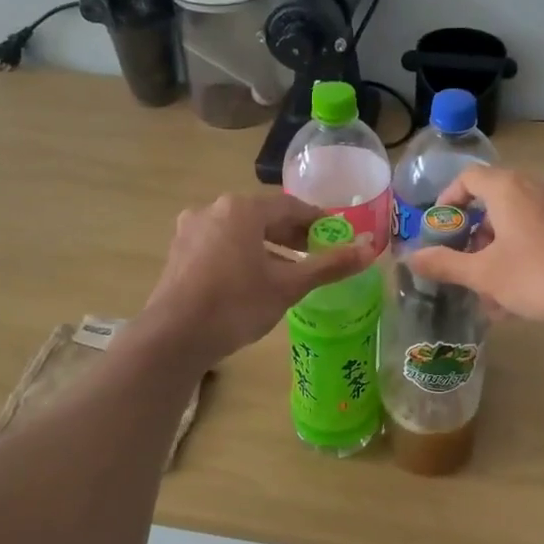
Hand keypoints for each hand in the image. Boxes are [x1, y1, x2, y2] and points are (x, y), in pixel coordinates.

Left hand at [138, 194, 374, 367]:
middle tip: (317, 253)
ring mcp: (191, 230)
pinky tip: (254, 278)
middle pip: (263, 217)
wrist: (174, 336)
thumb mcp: (288, 286)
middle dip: (292, 234)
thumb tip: (369, 250)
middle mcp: (213, 210)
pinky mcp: (179, 252)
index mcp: (241, 209)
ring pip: (240, 232)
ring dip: (267, 246)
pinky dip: (243, 255)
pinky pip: (221, 245)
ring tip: (289, 269)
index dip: (317, 220)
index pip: (290, 207)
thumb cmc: (236, 304)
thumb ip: (329, 265)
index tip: (336, 234)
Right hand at [405, 167, 543, 333]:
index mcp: (509, 188)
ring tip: (492, 295)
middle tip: (465, 268)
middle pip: (494, 202)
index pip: (468, 178)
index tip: (440, 229)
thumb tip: (410, 258)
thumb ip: (445, 263)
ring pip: (518, 223)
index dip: (448, 200)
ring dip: (499, 253)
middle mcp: (537, 186)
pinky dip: (524, 256)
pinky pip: (541, 233)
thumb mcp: (484, 274)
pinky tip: (521, 297)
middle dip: (475, 238)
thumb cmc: (537, 277)